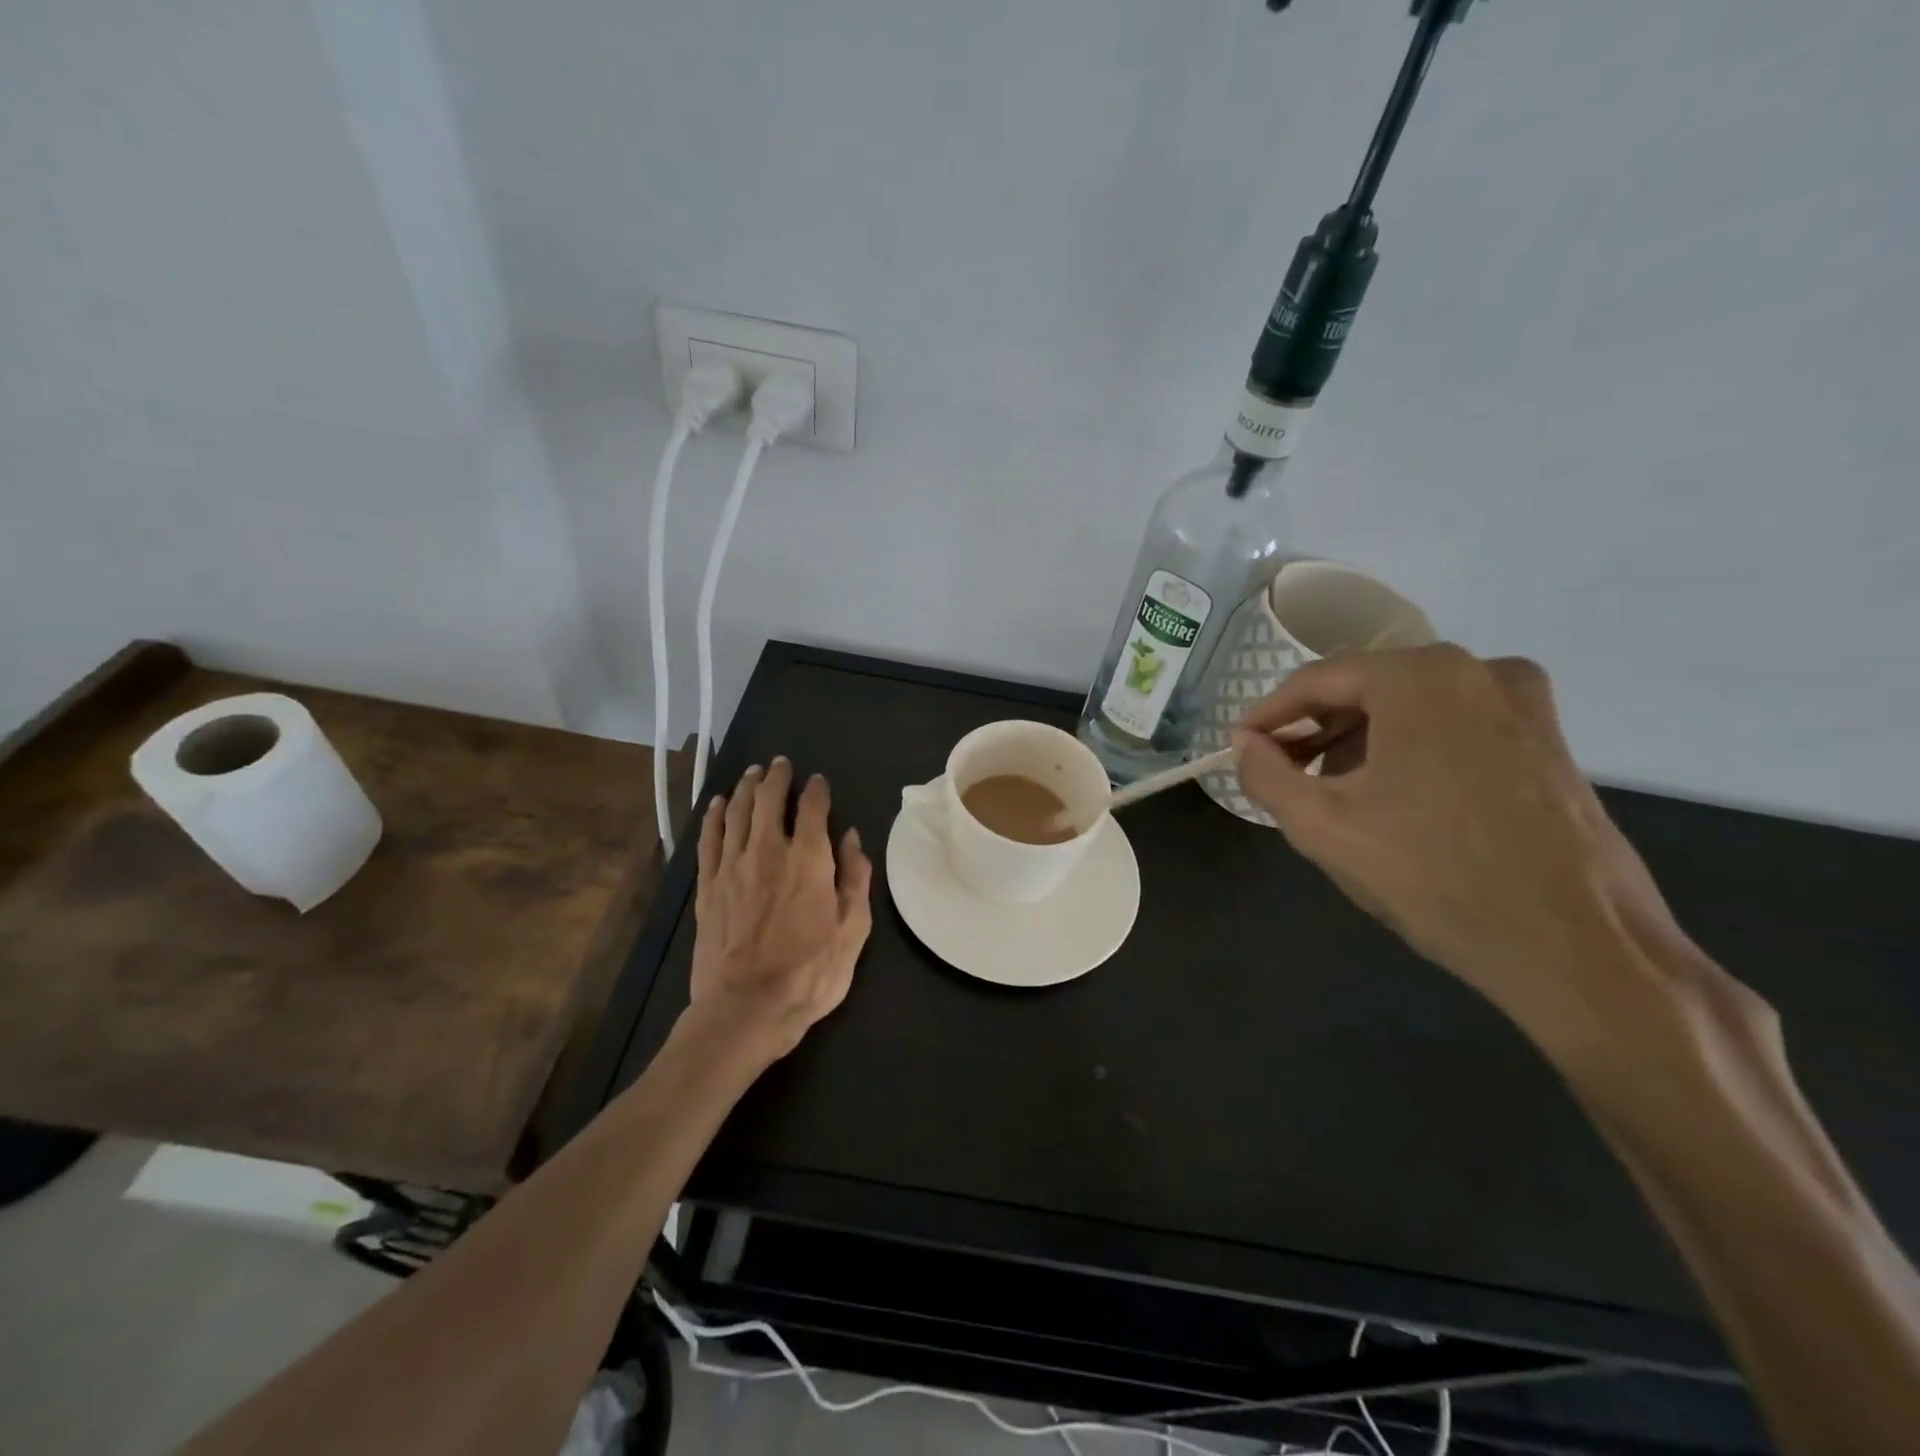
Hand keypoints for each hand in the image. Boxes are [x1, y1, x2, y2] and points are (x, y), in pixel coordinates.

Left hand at [687, 758, 872, 1059]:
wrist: (745, 1009)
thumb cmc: (809, 974)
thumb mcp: (852, 930)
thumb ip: (855, 878)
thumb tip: (852, 838)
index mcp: (809, 859)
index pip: (813, 808)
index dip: (817, 790)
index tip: (819, 782)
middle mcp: (768, 851)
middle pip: (770, 800)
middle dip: (777, 777)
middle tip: (781, 764)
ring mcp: (732, 866)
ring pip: (739, 812)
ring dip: (748, 788)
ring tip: (754, 773)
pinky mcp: (708, 886)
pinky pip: (709, 839)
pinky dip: (716, 816)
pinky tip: (720, 803)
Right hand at [1232, 645, 1702, 1062]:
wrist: (1578, 947)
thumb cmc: (1434, 876)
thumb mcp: (1321, 825)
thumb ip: (1264, 774)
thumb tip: (1244, 744)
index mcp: (1419, 676)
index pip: (1317, 681)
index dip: (1268, 714)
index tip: (1240, 746)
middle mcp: (1476, 668)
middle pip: (1366, 688)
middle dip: (1314, 729)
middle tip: (1280, 772)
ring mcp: (1523, 702)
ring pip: (1410, 708)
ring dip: (1359, 741)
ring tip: (1331, 792)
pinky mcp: (1548, 739)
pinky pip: (1453, 727)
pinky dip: (1409, 749)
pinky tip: (1393, 798)